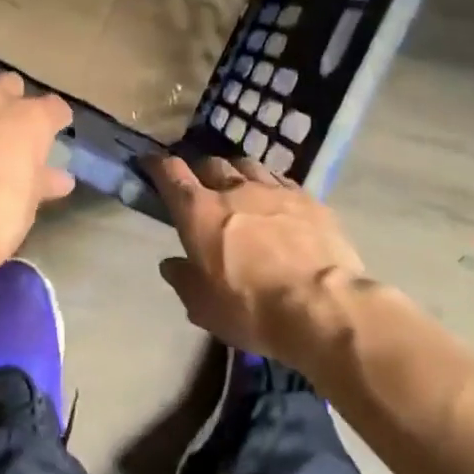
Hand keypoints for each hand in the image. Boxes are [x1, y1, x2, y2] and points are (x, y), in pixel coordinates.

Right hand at [145, 155, 366, 364]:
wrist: (323, 307)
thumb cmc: (252, 310)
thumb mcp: (204, 308)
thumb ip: (184, 280)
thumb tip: (172, 264)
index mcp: (199, 212)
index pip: (171, 173)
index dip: (157, 165)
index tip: (151, 163)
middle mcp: (233, 189)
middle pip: (210, 163)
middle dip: (201, 171)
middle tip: (201, 188)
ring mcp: (274, 190)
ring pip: (248, 165)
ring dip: (237, 173)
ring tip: (240, 189)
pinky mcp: (308, 198)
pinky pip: (282, 181)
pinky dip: (271, 187)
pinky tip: (277, 203)